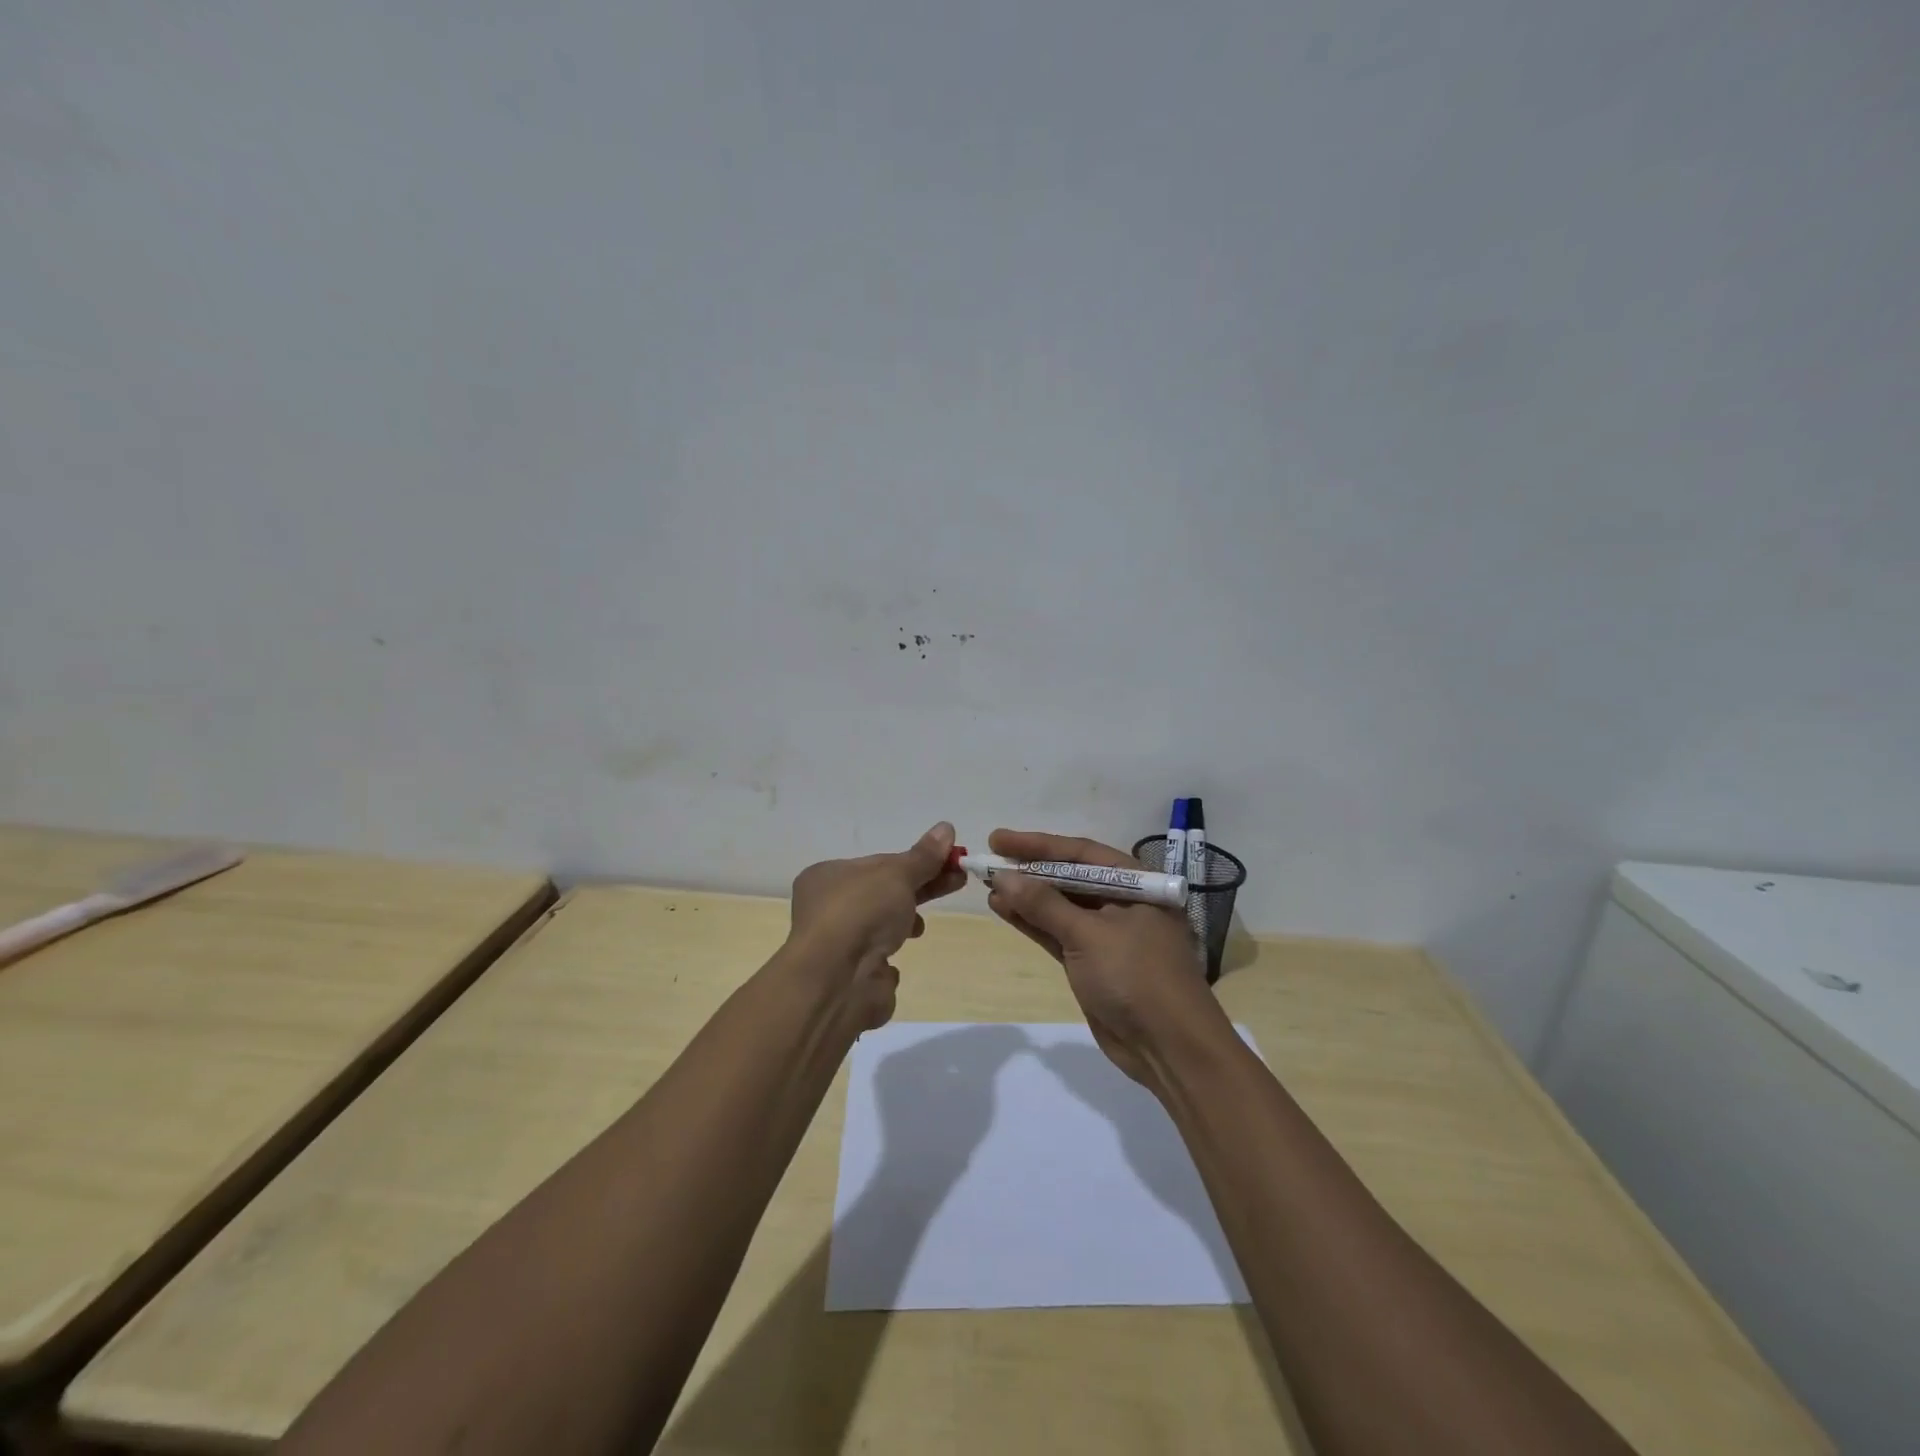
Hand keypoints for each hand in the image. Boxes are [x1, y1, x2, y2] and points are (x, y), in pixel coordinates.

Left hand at [786, 822, 966, 1031]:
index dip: (915, 861)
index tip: (948, 861)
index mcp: (828, 876)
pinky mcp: (850, 975)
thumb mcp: (897, 874)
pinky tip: (894, 959)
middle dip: (920, 887)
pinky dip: (888, 957)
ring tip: (919, 928)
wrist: (838, 980)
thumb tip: (946, 828)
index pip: (879, 862)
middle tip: (958, 880)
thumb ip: (923, 856)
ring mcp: (837, 943)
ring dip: (904, 922)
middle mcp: (827, 908)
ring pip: (880, 925)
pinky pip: (876, 959)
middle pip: (883, 892)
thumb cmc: (862, 912)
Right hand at [984, 828, 1228, 1088]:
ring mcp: (1107, 934)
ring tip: (988, 884)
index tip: (998, 839)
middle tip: (988, 859)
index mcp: (1137, 884)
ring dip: (1026, 896)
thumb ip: (1044, 904)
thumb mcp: (1089, 935)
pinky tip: (1003, 909)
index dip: (1038, 844)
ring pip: (1060, 906)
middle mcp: (1123, 902)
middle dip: (1030, 869)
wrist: (1170, 1049)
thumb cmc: (1137, 977)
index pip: (1081, 854)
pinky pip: (1058, 933)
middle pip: (1069, 877)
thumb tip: (1003, 876)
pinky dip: (1032, 922)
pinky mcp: (1093, 962)